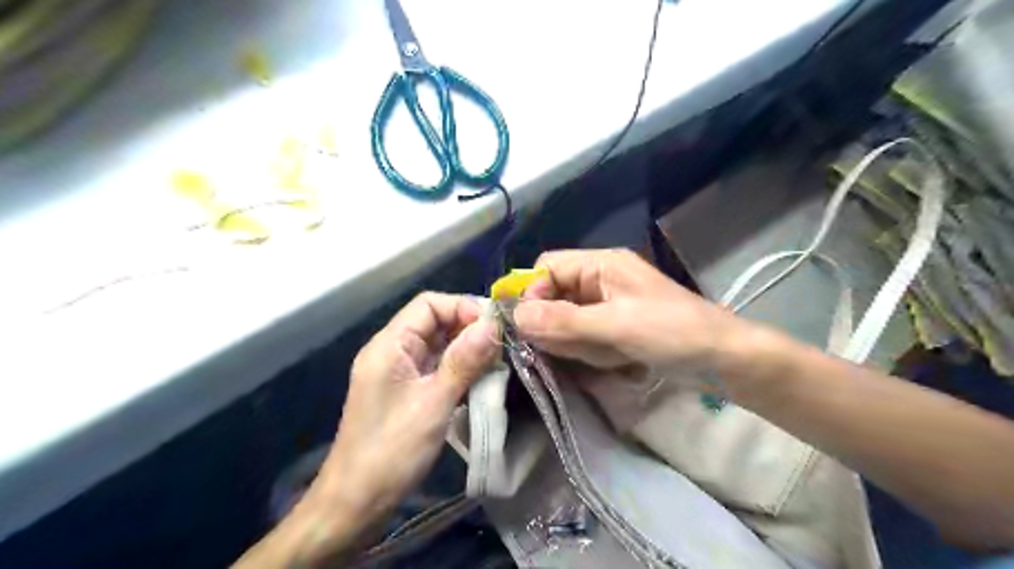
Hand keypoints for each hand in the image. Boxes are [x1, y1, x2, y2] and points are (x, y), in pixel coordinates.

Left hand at [312, 295, 497, 525]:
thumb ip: (464, 360)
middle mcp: (393, 351)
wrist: (355, 504)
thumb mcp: (433, 402)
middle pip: (435, 322)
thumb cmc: (391, 451)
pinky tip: (481, 381)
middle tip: (503, 346)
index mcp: (390, 345)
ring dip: (468, 351)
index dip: (463, 307)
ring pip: (439, 346)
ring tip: (498, 363)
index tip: (494, 328)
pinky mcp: (407, 393)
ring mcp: (399, 373)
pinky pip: (437, 368)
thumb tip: (493, 324)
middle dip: (469, 329)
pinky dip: (460, 370)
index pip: (429, 304)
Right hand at [519, 248, 741, 376]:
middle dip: (556, 325)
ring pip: (566, 320)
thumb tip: (515, 316)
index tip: (528, 327)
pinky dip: (590, 351)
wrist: (723, 360)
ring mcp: (607, 305)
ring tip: (602, 354)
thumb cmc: (672, 333)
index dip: (532, 293)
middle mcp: (600, 280)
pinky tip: (613, 360)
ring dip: (575, 341)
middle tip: (571, 347)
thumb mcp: (615, 326)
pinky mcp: (614, 327)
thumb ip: (563, 321)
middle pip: (554, 295)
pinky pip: (585, 336)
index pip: (547, 268)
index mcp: (601, 265)